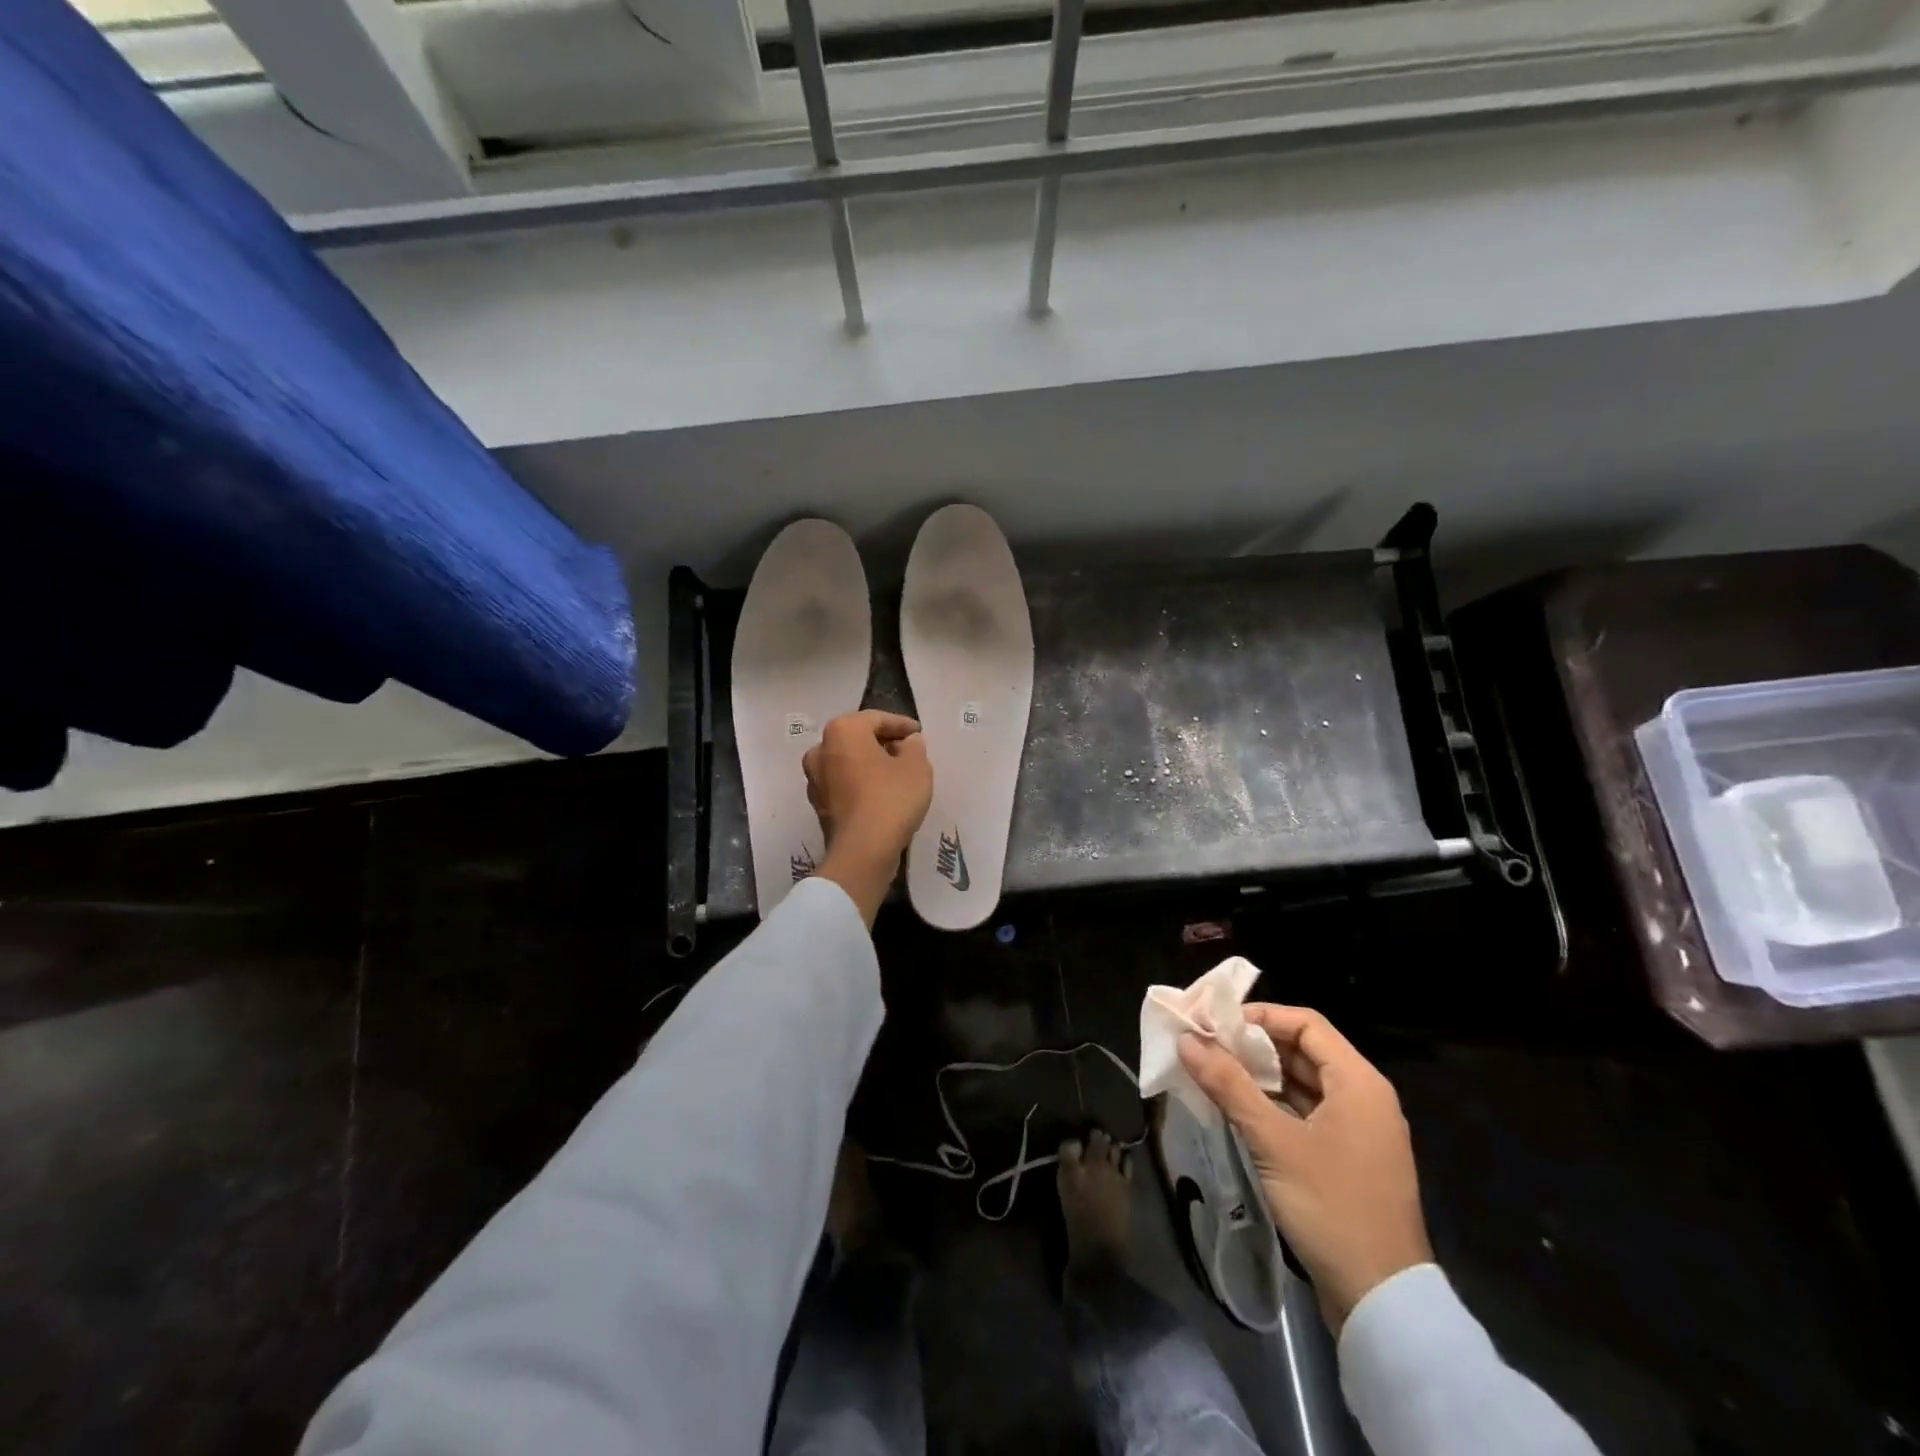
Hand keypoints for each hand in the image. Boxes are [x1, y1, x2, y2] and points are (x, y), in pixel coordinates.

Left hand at [803, 711, 932, 924]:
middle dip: (883, 743)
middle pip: (858, 738)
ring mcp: (814, 779)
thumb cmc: (891, 799)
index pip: (876, 719)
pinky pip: (843, 784)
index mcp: (842, 731)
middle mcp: (820, 749)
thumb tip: (909, 742)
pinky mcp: (818, 805)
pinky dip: (860, 784)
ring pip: (848, 762)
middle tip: (908, 752)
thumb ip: (915, 747)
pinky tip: (881, 794)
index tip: (919, 734)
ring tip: (896, 774)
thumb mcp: (917, 767)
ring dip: (870, 764)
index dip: (901, 725)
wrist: (862, 850)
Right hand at [1178, 1004, 1431, 1334]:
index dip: (1262, 1016)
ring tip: (1215, 1073)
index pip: (1307, 1023)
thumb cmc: (1331, 1206)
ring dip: (1262, 1076)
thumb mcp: (1273, 1141)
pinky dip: (1276, 1106)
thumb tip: (1188, 1040)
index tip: (1218, 1023)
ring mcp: (1360, 1132)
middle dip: (1256, 1046)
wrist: (1382, 1300)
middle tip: (1209, 1046)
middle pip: (1305, 1051)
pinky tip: (1241, 1111)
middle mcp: (1365, 1098)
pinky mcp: (1350, 1161)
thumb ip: (1229, 1085)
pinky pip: (1309, 1114)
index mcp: (1359, 1082)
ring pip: (1305, 1085)